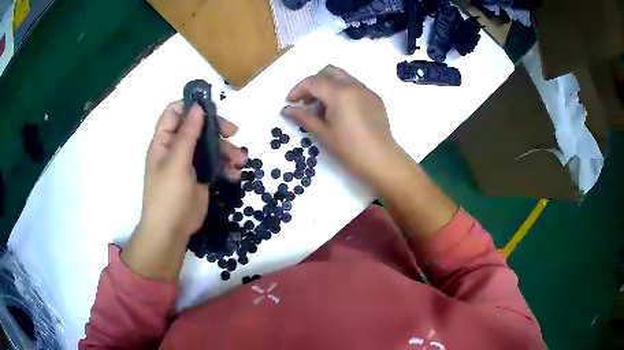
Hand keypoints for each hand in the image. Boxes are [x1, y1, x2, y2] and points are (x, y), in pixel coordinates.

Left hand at [122, 101, 245, 279]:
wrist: (172, 231)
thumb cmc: (167, 195)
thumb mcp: (176, 163)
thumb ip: (187, 134)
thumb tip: (198, 107)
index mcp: (164, 141)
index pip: (174, 113)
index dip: (190, 106)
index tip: (210, 107)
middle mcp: (176, 148)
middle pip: (198, 127)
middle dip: (216, 128)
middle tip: (232, 132)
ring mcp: (190, 162)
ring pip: (210, 145)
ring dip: (227, 150)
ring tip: (240, 161)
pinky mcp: (201, 175)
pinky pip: (216, 164)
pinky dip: (227, 167)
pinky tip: (235, 174)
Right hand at [282, 66, 404, 190]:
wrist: (381, 160)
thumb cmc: (349, 149)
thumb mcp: (323, 133)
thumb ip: (303, 117)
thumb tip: (286, 110)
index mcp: (339, 93)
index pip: (313, 82)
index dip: (298, 90)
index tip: (290, 102)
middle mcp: (354, 86)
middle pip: (328, 72)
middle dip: (314, 83)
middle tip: (307, 102)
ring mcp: (367, 91)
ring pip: (343, 77)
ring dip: (328, 86)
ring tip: (323, 109)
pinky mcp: (375, 98)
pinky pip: (355, 86)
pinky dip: (342, 92)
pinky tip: (340, 112)